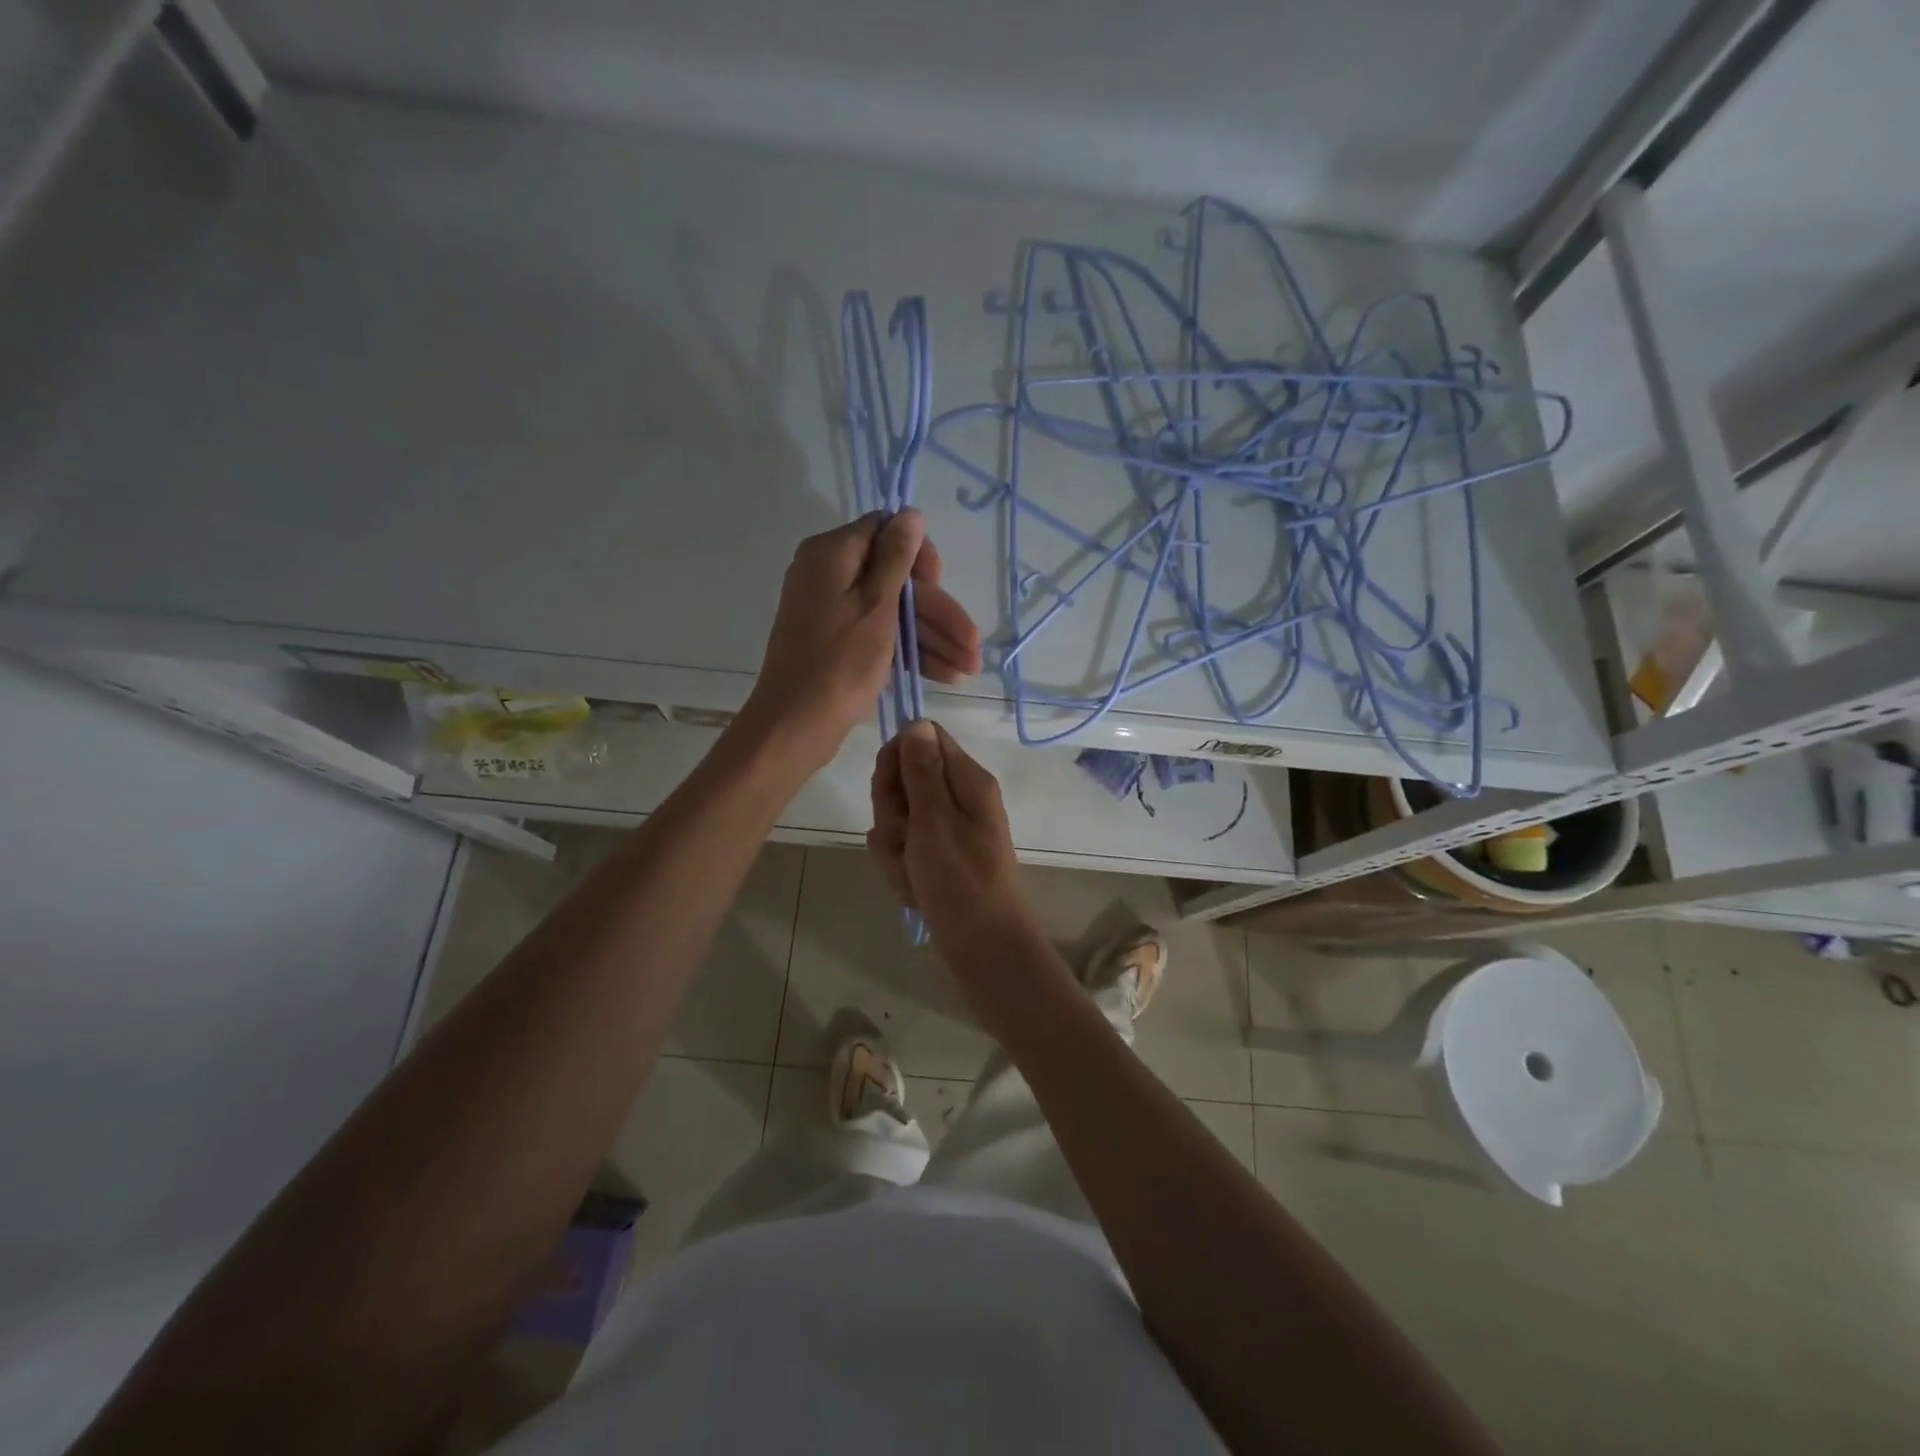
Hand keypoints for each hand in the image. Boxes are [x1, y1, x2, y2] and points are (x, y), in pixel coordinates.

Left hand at [742, 510, 980, 770]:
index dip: (920, 557)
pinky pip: (880, 634)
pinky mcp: (838, 641)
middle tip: (973, 646)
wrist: (795, 725)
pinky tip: (945, 674)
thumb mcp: (876, 606)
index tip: (940, 586)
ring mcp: (833, 610)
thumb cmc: (838, 663)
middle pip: (896, 580)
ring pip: (893, 612)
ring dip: (933, 638)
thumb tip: (909, 512)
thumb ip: (896, 557)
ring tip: (969, 669)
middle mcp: (829, 574)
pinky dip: (910, 651)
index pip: (885, 532)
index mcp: (832, 554)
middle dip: (938, 613)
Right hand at [870, 721, 1066, 1028]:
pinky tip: (912, 888)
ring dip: (893, 846)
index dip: (896, 760)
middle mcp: (959, 798)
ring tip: (910, 872)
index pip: (922, 739)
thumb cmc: (961, 881)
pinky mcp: (939, 857)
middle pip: (905, 778)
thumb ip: (922, 770)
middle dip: (891, 811)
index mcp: (967, 779)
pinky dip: (901, 867)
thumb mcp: (935, 820)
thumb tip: (916, 722)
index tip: (889, 793)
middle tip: (903, 839)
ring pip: (898, 818)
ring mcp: (949, 830)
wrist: (985, 948)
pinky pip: (905, 848)